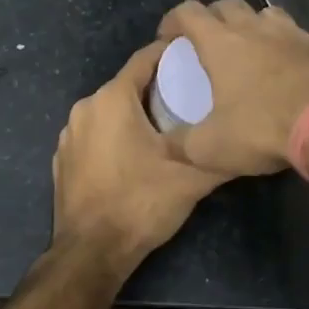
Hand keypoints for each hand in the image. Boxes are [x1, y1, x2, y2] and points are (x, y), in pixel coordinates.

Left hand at [51, 41, 228, 272]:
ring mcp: (68, 134)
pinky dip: (114, 136)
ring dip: (135, 114)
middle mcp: (85, 108)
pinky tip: (135, 156)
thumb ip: (220, 154)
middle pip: (127, 85)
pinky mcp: (62, 159)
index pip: (145, 59)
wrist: (91, 253)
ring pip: (110, 111)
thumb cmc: (140, 203)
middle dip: (157, 88)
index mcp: (111, 99)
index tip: (197, 58)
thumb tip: (246, 140)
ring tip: (168, 127)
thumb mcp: (191, 178)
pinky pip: (94, 135)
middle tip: (191, 98)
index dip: (171, 54)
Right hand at [157, 0, 308, 177]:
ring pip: (268, 14)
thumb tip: (164, 145)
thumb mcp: (211, 148)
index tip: (168, 37)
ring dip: (255, 26)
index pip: (188, 12)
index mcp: (222, 43)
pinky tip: (298, 69)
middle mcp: (256, 28)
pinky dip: (294, 48)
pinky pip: (304, 39)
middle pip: (227, 5)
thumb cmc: (264, 129)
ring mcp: (295, 33)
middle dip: (213, 17)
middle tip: (209, 41)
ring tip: (254, 49)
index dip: (173, 20)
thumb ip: (181, 144)